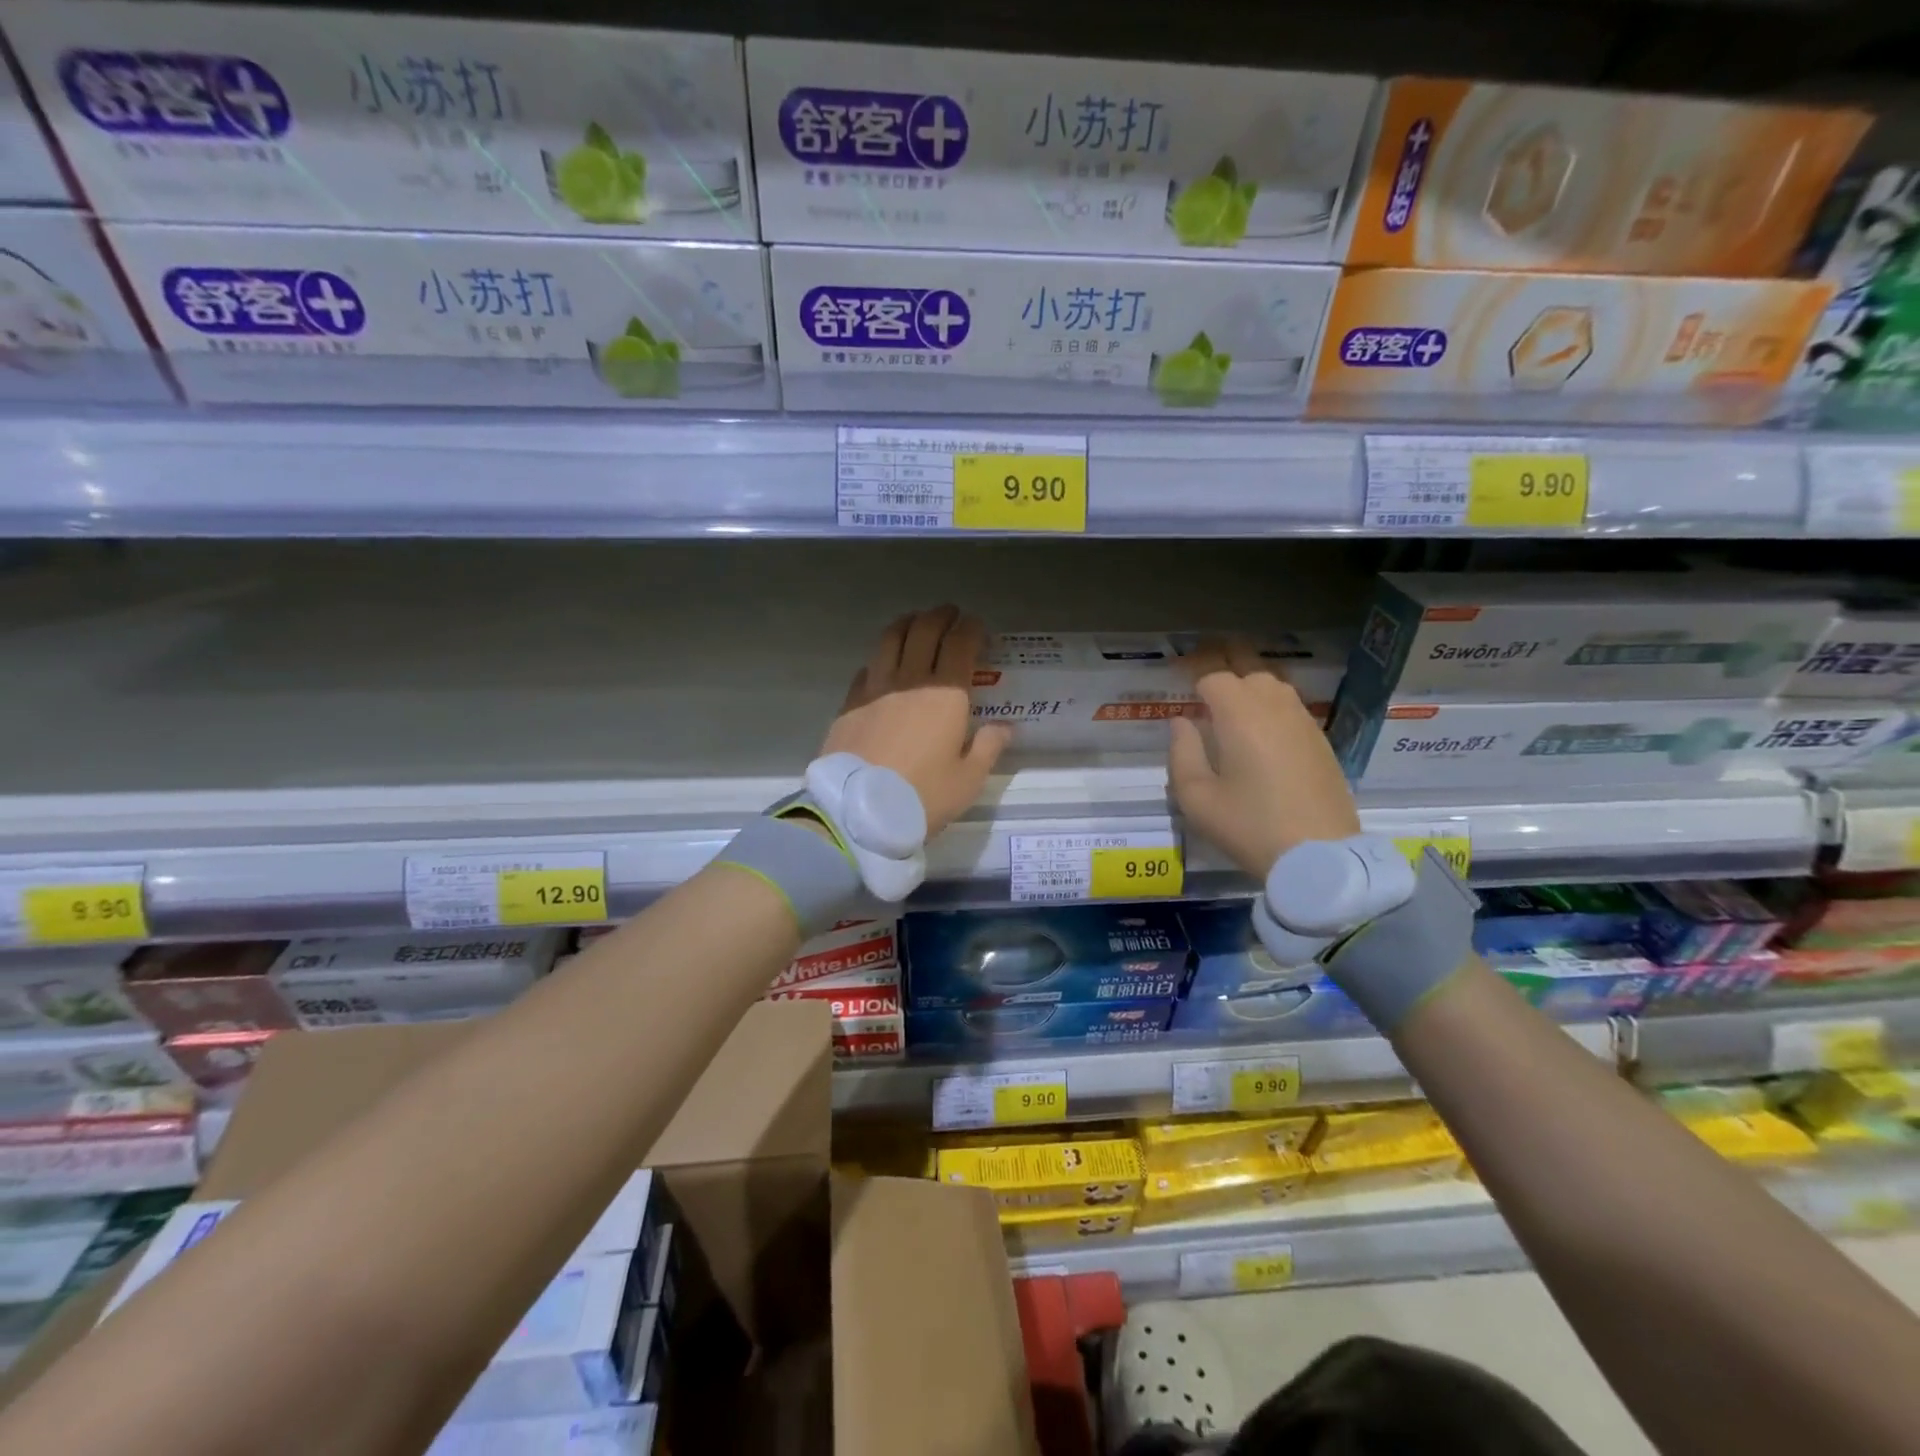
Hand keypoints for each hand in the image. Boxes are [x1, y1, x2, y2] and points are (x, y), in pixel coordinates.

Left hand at [821, 606, 1011, 837]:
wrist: (859, 812)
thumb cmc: (923, 796)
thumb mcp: (968, 780)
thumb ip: (988, 747)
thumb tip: (1004, 727)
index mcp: (946, 694)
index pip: (960, 644)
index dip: (971, 629)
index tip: (978, 627)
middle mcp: (910, 680)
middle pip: (924, 631)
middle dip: (941, 617)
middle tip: (951, 615)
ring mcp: (875, 688)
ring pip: (890, 639)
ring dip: (907, 624)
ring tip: (916, 623)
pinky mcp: (849, 703)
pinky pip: (868, 668)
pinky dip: (881, 658)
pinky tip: (883, 666)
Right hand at [1168, 637, 1360, 879]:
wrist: (1319, 855)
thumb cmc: (1248, 826)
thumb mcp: (1197, 797)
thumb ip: (1182, 752)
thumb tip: (1181, 722)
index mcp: (1240, 715)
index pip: (1214, 678)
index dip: (1194, 680)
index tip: (1180, 690)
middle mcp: (1275, 707)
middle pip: (1248, 673)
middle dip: (1224, 679)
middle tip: (1204, 697)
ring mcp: (1303, 722)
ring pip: (1274, 687)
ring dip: (1250, 692)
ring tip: (1233, 714)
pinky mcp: (1321, 742)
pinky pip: (1292, 709)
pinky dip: (1272, 711)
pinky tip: (1262, 737)